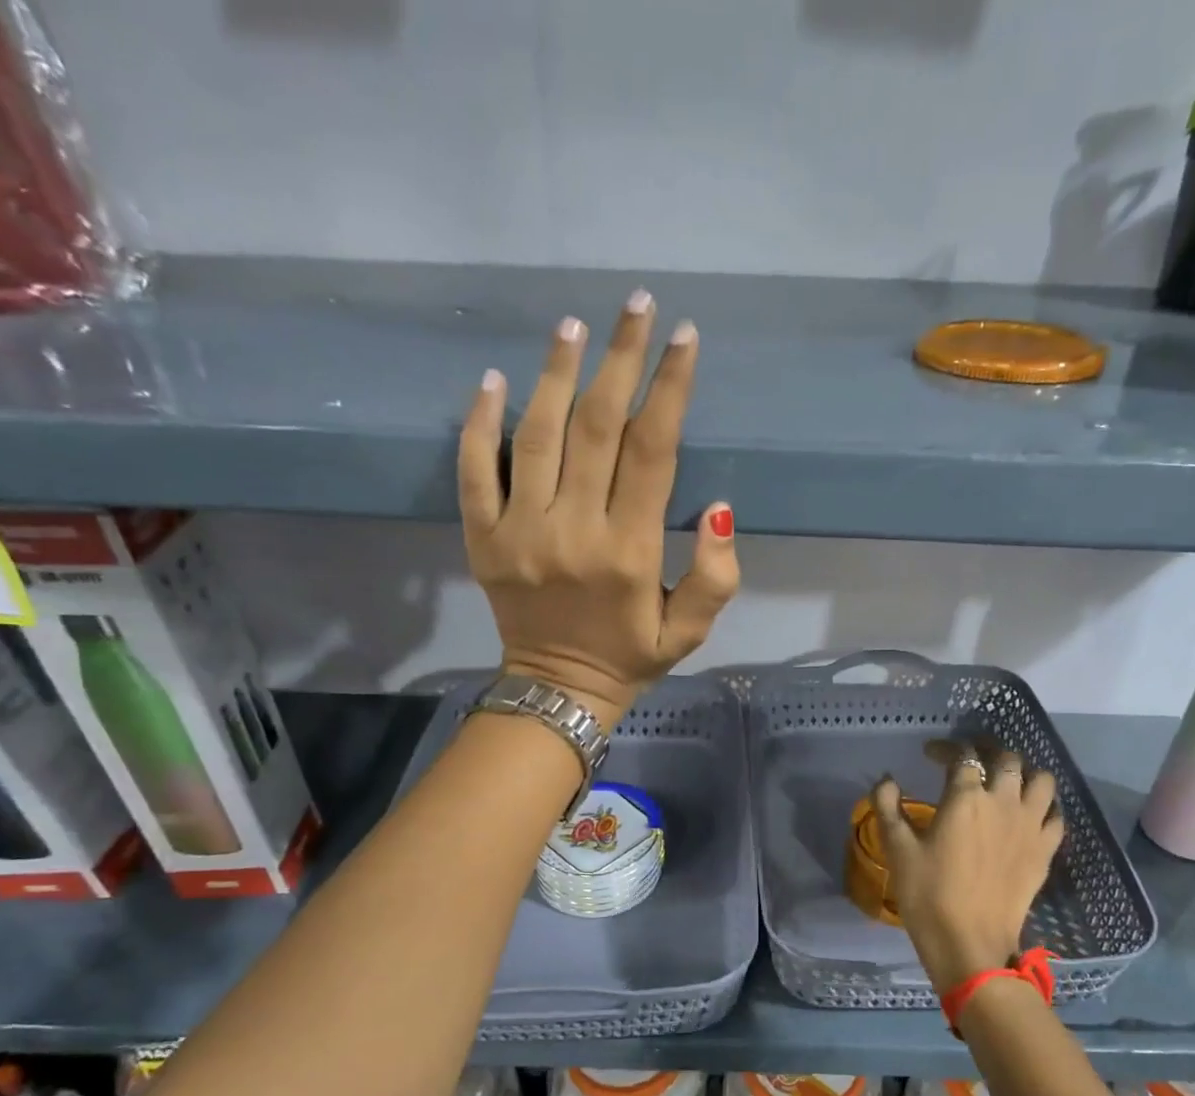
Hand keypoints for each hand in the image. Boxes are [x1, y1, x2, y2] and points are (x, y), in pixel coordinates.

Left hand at [459, 290, 739, 727]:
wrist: (557, 691)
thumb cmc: (631, 658)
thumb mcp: (690, 632)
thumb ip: (715, 577)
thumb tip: (720, 508)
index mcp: (629, 553)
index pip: (652, 452)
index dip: (670, 388)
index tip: (684, 337)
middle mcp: (573, 532)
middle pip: (596, 427)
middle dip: (620, 358)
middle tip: (635, 305)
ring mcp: (519, 532)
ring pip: (536, 435)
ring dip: (555, 373)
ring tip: (573, 325)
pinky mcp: (482, 539)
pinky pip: (474, 470)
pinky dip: (479, 422)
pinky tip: (494, 379)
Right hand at [870, 748, 1062, 996]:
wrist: (970, 943)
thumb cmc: (927, 894)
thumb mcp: (897, 849)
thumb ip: (888, 807)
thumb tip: (885, 780)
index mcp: (966, 797)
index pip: (962, 755)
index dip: (945, 748)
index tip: (930, 754)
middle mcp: (1004, 801)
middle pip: (1007, 758)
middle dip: (987, 752)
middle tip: (971, 762)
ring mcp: (1030, 825)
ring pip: (1042, 779)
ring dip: (1025, 773)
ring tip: (1007, 782)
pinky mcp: (1046, 850)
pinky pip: (1056, 815)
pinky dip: (1045, 807)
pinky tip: (1030, 814)